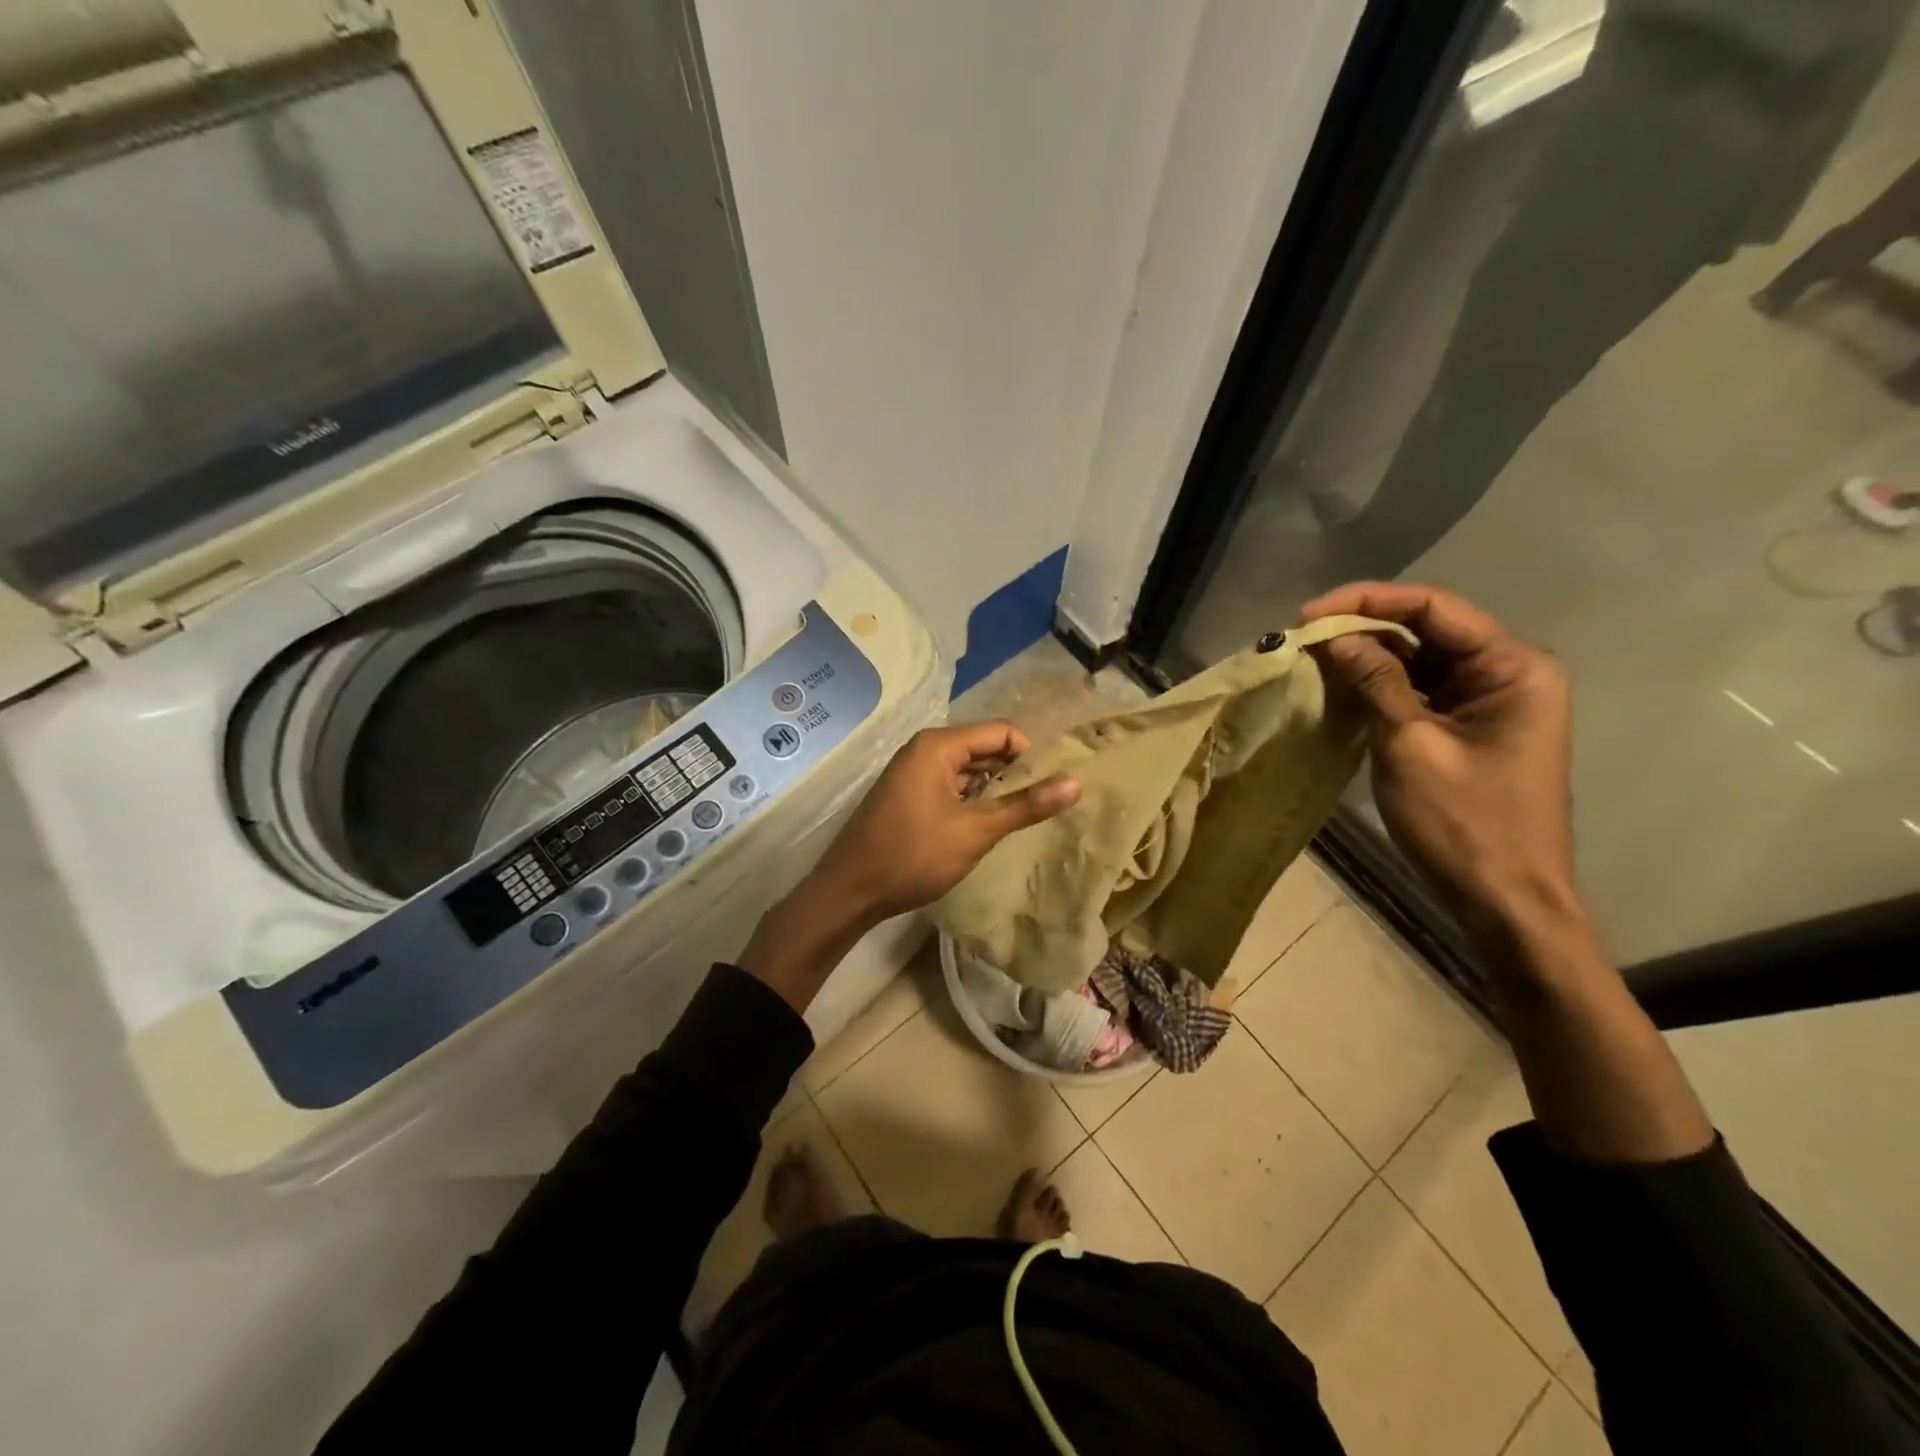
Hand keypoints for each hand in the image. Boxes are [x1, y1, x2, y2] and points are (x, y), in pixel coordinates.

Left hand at [804, 721, 1080, 928]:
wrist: (849, 891)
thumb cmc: (913, 856)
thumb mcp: (975, 831)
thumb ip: (1025, 806)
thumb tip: (1075, 783)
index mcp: (938, 746)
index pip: (1001, 732)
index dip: (1030, 756)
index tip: (1048, 789)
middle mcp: (924, 749)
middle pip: (984, 748)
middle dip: (1013, 773)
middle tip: (1039, 807)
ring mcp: (912, 772)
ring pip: (967, 769)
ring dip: (992, 790)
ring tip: (1017, 820)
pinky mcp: (907, 794)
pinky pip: (949, 785)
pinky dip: (970, 800)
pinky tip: (983, 827)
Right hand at [1302, 582, 1578, 937]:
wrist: (1505, 899)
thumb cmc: (1464, 822)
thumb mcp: (1410, 744)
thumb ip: (1375, 682)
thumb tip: (1335, 637)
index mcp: (1513, 666)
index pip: (1433, 608)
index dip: (1367, 602)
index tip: (1308, 615)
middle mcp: (1509, 671)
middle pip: (1428, 629)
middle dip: (1364, 628)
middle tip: (1303, 638)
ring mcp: (1490, 701)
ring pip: (1420, 659)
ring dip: (1368, 657)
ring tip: (1313, 658)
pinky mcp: (1470, 727)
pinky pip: (1420, 690)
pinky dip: (1380, 686)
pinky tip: (1340, 686)